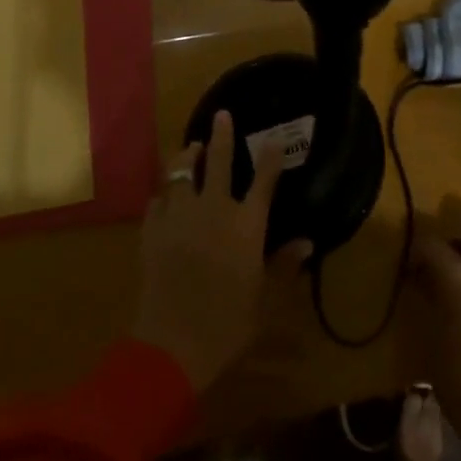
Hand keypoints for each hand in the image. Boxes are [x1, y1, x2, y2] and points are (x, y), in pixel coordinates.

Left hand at [132, 111, 311, 390]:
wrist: (171, 345)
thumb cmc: (228, 324)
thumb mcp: (266, 300)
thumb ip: (284, 266)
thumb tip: (307, 241)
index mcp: (246, 224)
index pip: (264, 180)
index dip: (270, 157)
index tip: (273, 138)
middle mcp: (214, 209)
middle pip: (218, 161)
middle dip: (222, 135)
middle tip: (223, 116)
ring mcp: (179, 217)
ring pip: (181, 172)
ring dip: (188, 156)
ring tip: (192, 147)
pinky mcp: (152, 231)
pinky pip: (157, 200)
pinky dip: (164, 193)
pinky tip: (166, 194)